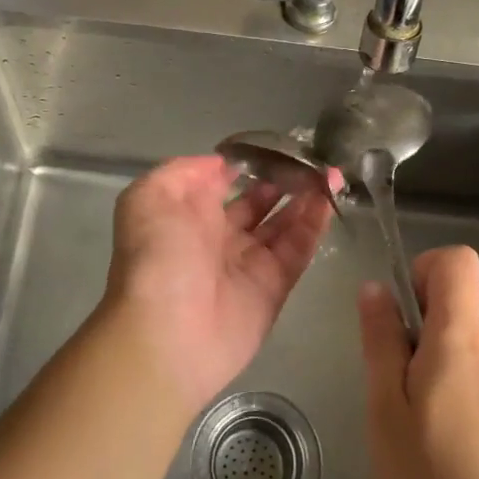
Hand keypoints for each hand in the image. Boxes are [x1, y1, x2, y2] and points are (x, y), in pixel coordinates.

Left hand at [104, 155, 335, 413]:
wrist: (168, 333)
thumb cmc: (156, 257)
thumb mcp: (150, 196)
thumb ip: (184, 171)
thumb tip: (222, 164)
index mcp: (188, 214)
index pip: (222, 182)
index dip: (247, 164)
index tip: (275, 145)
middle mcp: (218, 236)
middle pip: (258, 203)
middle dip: (282, 181)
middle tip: (309, 160)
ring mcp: (248, 263)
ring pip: (282, 224)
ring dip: (304, 198)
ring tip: (328, 173)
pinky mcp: (273, 287)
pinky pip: (297, 250)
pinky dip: (314, 225)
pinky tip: (328, 199)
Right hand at [359, 245, 478, 478]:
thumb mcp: (387, 415)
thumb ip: (381, 345)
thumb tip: (376, 288)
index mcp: (461, 343)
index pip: (456, 262)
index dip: (425, 270)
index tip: (404, 316)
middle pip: (458, 321)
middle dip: (424, 347)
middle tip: (402, 408)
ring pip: (474, 365)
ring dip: (448, 386)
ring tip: (433, 449)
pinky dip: (475, 415)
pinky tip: (468, 471)